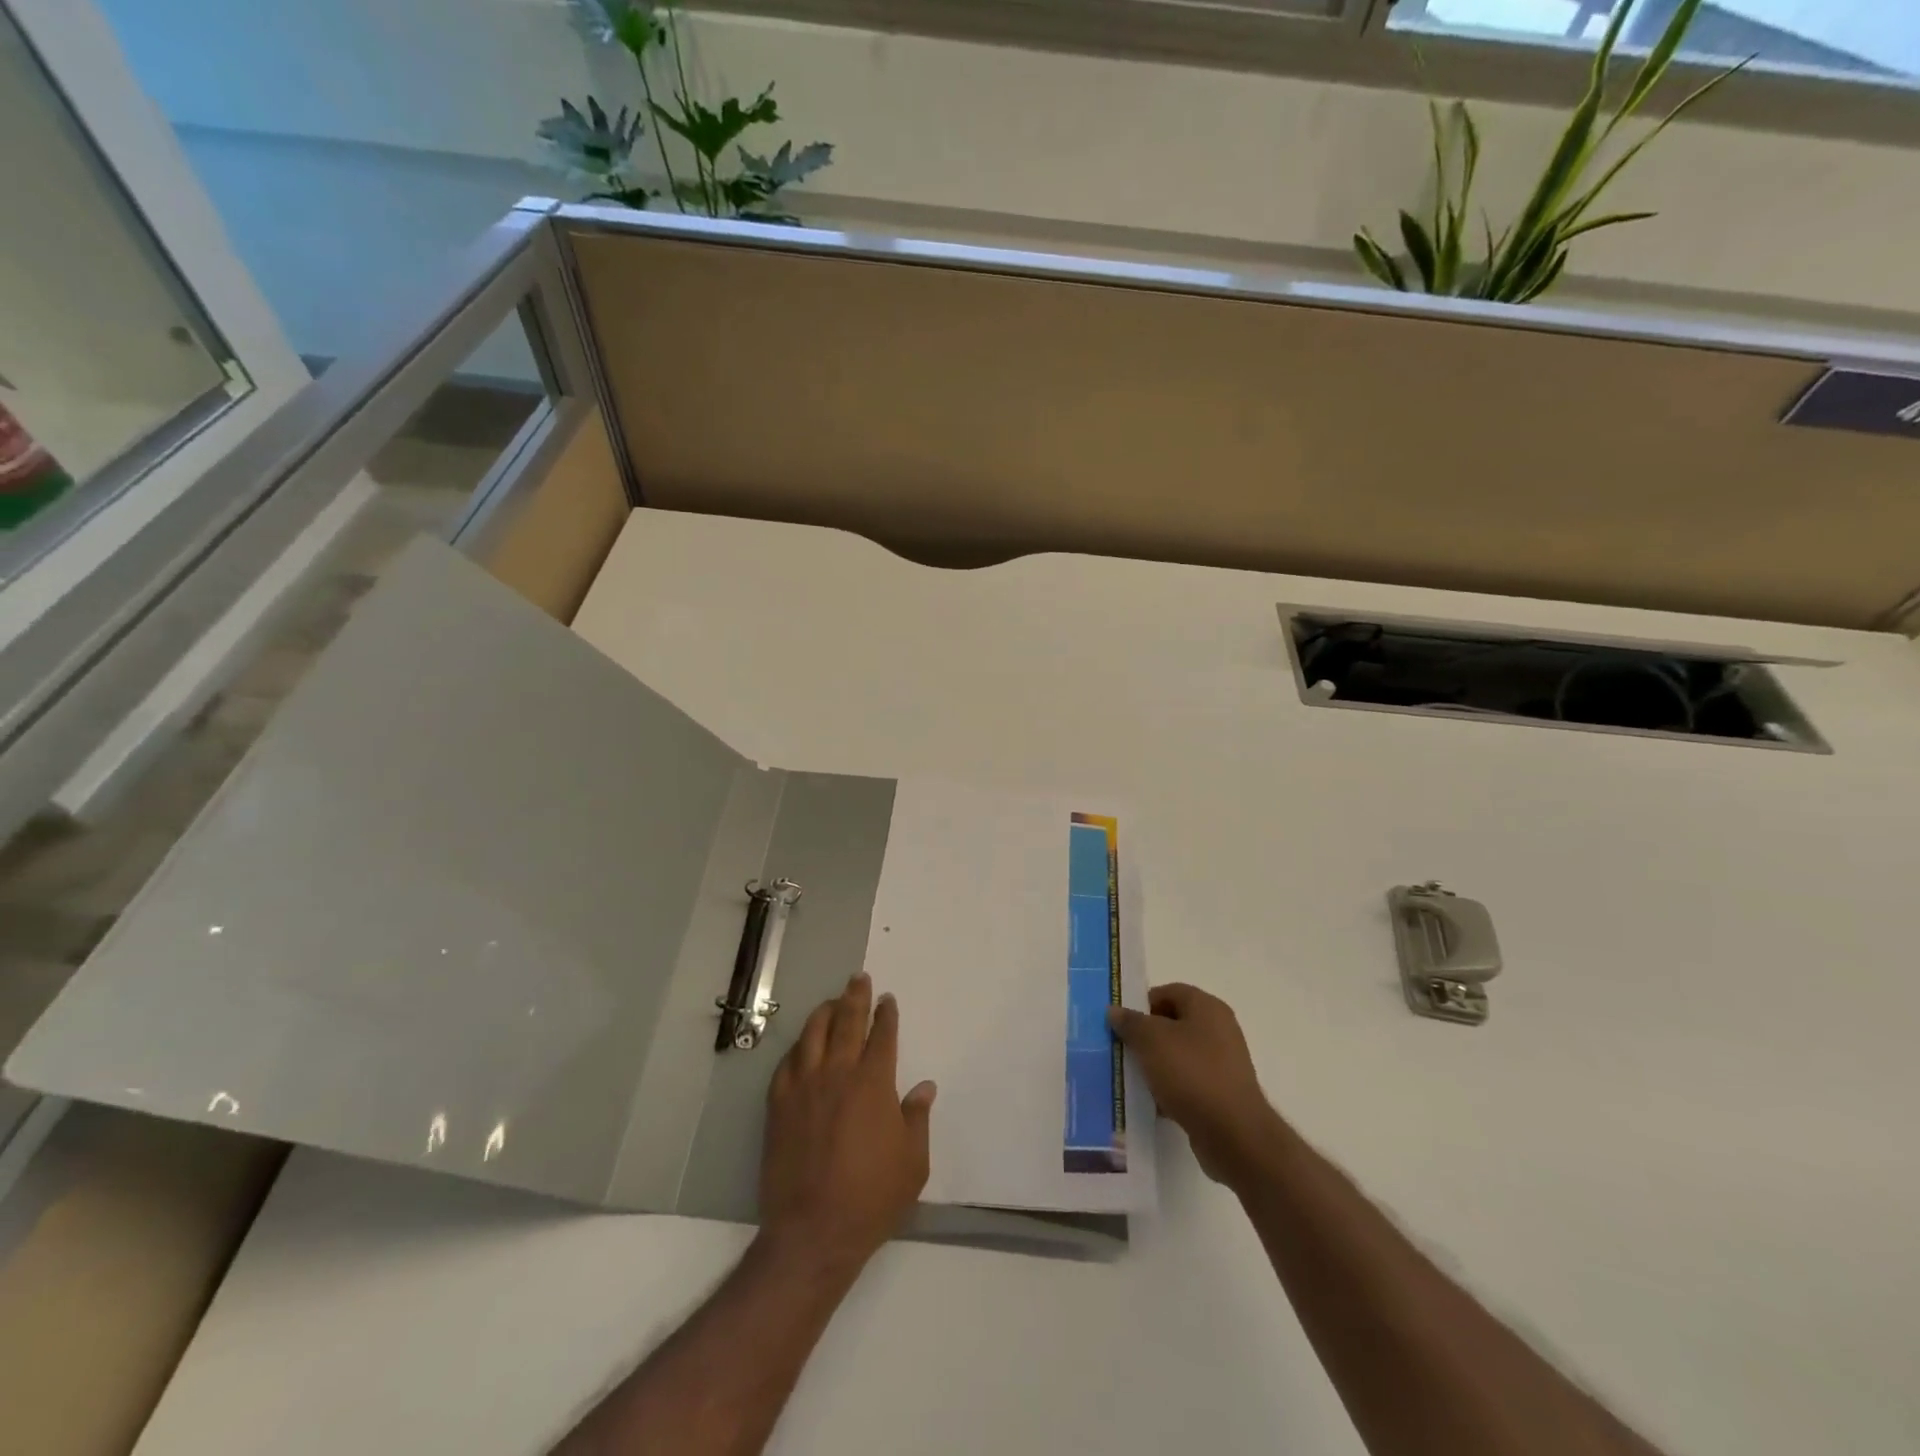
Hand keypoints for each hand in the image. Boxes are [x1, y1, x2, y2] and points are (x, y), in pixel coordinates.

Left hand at [760, 972, 936, 1273]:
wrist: (813, 1231)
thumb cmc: (872, 1197)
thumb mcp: (913, 1162)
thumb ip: (918, 1118)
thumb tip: (924, 1087)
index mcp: (873, 1083)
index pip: (882, 1035)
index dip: (886, 1014)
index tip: (887, 999)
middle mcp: (837, 1074)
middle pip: (846, 1022)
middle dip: (855, 997)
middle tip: (858, 979)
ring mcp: (803, 1087)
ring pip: (812, 1034)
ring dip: (825, 1013)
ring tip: (832, 1002)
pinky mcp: (778, 1105)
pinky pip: (787, 1063)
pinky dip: (799, 1047)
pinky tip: (803, 1046)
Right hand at [1109, 983, 1279, 1186]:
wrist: (1233, 1134)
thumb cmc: (1191, 1074)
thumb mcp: (1151, 1040)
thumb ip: (1130, 1022)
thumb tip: (1115, 1010)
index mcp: (1207, 1007)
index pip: (1168, 992)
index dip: (1142, 1004)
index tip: (1121, 1024)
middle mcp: (1219, 1029)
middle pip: (1173, 1023)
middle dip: (1146, 1036)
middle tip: (1122, 1049)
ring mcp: (1223, 1063)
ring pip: (1179, 1054)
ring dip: (1156, 1064)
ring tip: (1133, 1078)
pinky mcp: (1222, 1093)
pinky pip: (1189, 1082)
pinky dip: (1170, 1088)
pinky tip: (1153, 1102)